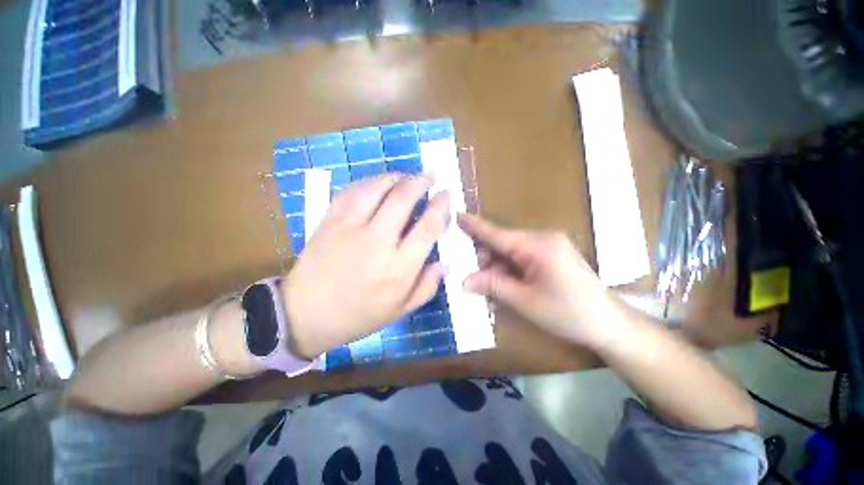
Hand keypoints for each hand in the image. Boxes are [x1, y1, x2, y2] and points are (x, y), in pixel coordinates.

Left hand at [283, 175, 449, 358]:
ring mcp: (350, 228)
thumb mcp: (400, 311)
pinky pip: (351, 192)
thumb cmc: (358, 316)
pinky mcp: (329, 221)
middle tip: (430, 175)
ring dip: (396, 177)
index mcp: (399, 268)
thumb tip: (445, 263)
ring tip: (407, 176)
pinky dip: (368, 182)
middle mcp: (377, 242)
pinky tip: (378, 183)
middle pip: (403, 199)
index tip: (445, 195)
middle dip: (421, 182)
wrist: (305, 315)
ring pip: (376, 189)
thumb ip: (427, 287)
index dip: (440, 206)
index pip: (427, 227)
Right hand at [458, 213, 621, 347]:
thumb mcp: (525, 301)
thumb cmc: (568, 313)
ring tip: (492, 292)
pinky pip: (521, 258)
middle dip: (486, 260)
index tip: (456, 215)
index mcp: (537, 246)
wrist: (608, 324)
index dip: (475, 226)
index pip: (497, 234)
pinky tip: (506, 289)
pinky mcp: (551, 254)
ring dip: (497, 270)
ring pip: (510, 252)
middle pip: (502, 244)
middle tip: (476, 281)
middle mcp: (542, 239)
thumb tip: (464, 280)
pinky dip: (510, 271)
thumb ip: (493, 286)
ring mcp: (548, 245)